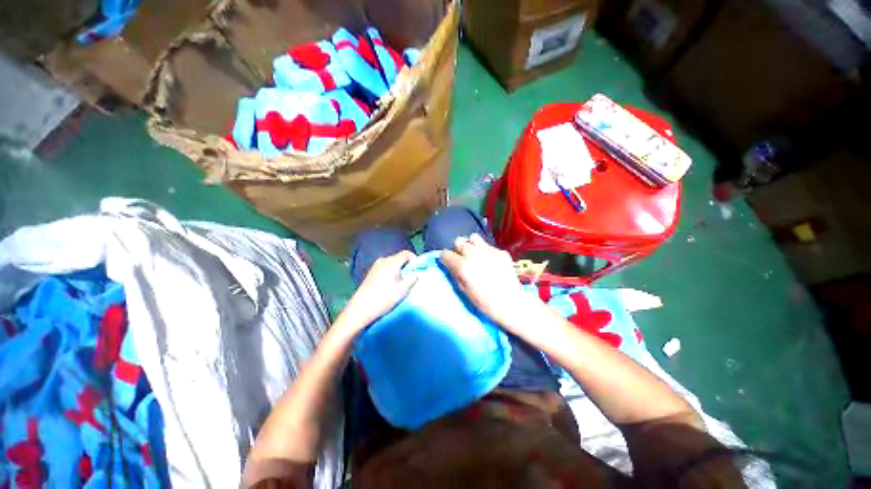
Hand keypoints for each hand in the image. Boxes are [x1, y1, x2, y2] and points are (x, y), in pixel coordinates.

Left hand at [339, 250, 416, 332]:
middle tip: (411, 277)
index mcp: (391, 262)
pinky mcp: (371, 273)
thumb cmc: (383, 299)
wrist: (360, 309)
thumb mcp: (402, 290)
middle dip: (407, 265)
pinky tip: (390, 284)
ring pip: (392, 263)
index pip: (406, 253)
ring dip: (399, 269)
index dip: (414, 259)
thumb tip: (416, 273)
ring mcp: (375, 266)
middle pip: (399, 257)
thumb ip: (411, 279)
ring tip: (401, 282)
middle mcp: (383, 260)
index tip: (417, 269)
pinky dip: (391, 272)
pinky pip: (385, 268)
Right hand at [440, 234, 537, 331]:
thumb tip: (450, 265)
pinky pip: (489, 246)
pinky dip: (487, 251)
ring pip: (474, 237)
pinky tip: (492, 261)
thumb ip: (455, 274)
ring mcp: (489, 250)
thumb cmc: (485, 301)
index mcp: (463, 265)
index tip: (448, 261)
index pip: (446, 253)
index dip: (446, 258)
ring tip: (475, 253)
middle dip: (458, 248)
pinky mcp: (501, 251)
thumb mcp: (464, 290)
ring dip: (472, 244)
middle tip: (462, 257)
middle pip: (459, 241)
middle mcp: (474, 254)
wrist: (511, 302)